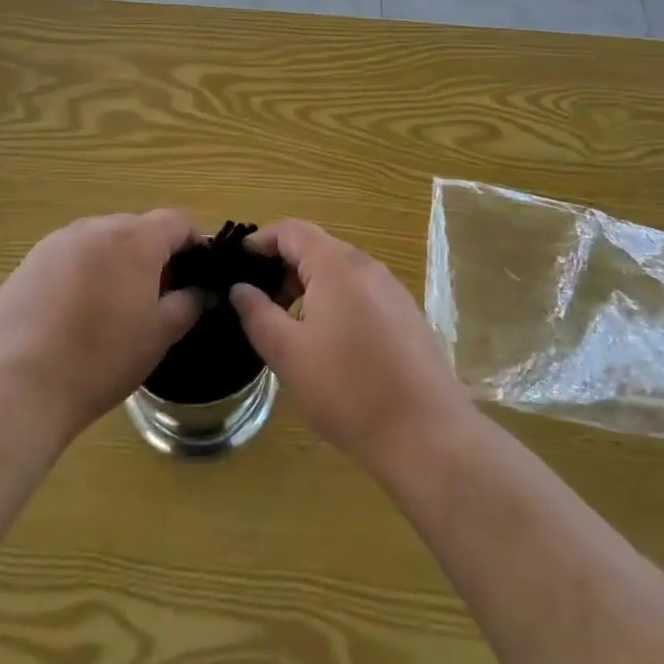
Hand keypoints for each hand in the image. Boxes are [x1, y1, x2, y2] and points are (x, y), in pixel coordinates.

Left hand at [0, 210, 202, 446]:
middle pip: (137, 229)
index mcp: (135, 238)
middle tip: (154, 298)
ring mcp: (57, 242)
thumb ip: (188, 304)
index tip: (196, 273)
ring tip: (109, 309)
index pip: (177, 221)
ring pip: (99, 242)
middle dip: (151, 255)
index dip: (193, 243)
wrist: (20, 386)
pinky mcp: (27, 263)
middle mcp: (96, 227)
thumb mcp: (159, 336)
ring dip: (113, 263)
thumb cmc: (102, 358)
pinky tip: (71, 316)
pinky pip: (67, 259)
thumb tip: (199, 292)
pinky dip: (79, 276)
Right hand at [230, 219, 469, 473]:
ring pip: (339, 273)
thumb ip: (258, 314)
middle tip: (260, 306)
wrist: (426, 434)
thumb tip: (240, 288)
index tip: (237, 268)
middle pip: (316, 248)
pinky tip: (331, 347)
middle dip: (283, 270)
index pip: (290, 230)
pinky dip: (336, 304)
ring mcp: (392, 289)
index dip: (260, 243)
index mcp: (335, 264)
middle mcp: (366, 265)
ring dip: (309, 289)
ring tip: (291, 329)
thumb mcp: (288, 354)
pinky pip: (361, 294)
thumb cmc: (348, 389)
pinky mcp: (407, 315)